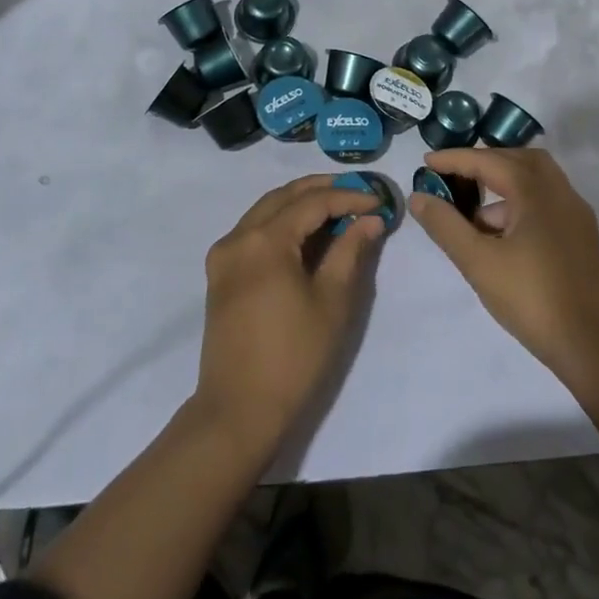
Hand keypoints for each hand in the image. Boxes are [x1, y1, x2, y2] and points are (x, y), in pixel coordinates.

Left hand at [193, 175, 385, 459]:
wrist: (239, 409)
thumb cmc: (294, 357)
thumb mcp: (332, 302)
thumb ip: (350, 252)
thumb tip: (370, 219)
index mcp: (265, 241)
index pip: (312, 203)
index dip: (348, 197)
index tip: (379, 202)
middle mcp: (238, 237)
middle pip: (284, 196)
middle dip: (322, 190)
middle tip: (358, 193)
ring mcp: (223, 254)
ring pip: (265, 209)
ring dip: (300, 203)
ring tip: (337, 207)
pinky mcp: (220, 273)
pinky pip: (253, 230)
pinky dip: (281, 222)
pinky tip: (305, 233)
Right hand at [409, 148, 598, 393]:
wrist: (595, 347)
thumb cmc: (532, 299)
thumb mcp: (478, 262)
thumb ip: (445, 225)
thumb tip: (418, 197)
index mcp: (536, 192)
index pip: (489, 160)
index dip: (455, 159)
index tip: (426, 162)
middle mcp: (560, 193)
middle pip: (519, 160)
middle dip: (484, 163)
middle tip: (454, 176)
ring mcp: (575, 216)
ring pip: (535, 182)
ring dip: (502, 186)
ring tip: (471, 215)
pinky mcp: (581, 238)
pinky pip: (545, 203)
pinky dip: (518, 206)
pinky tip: (498, 238)